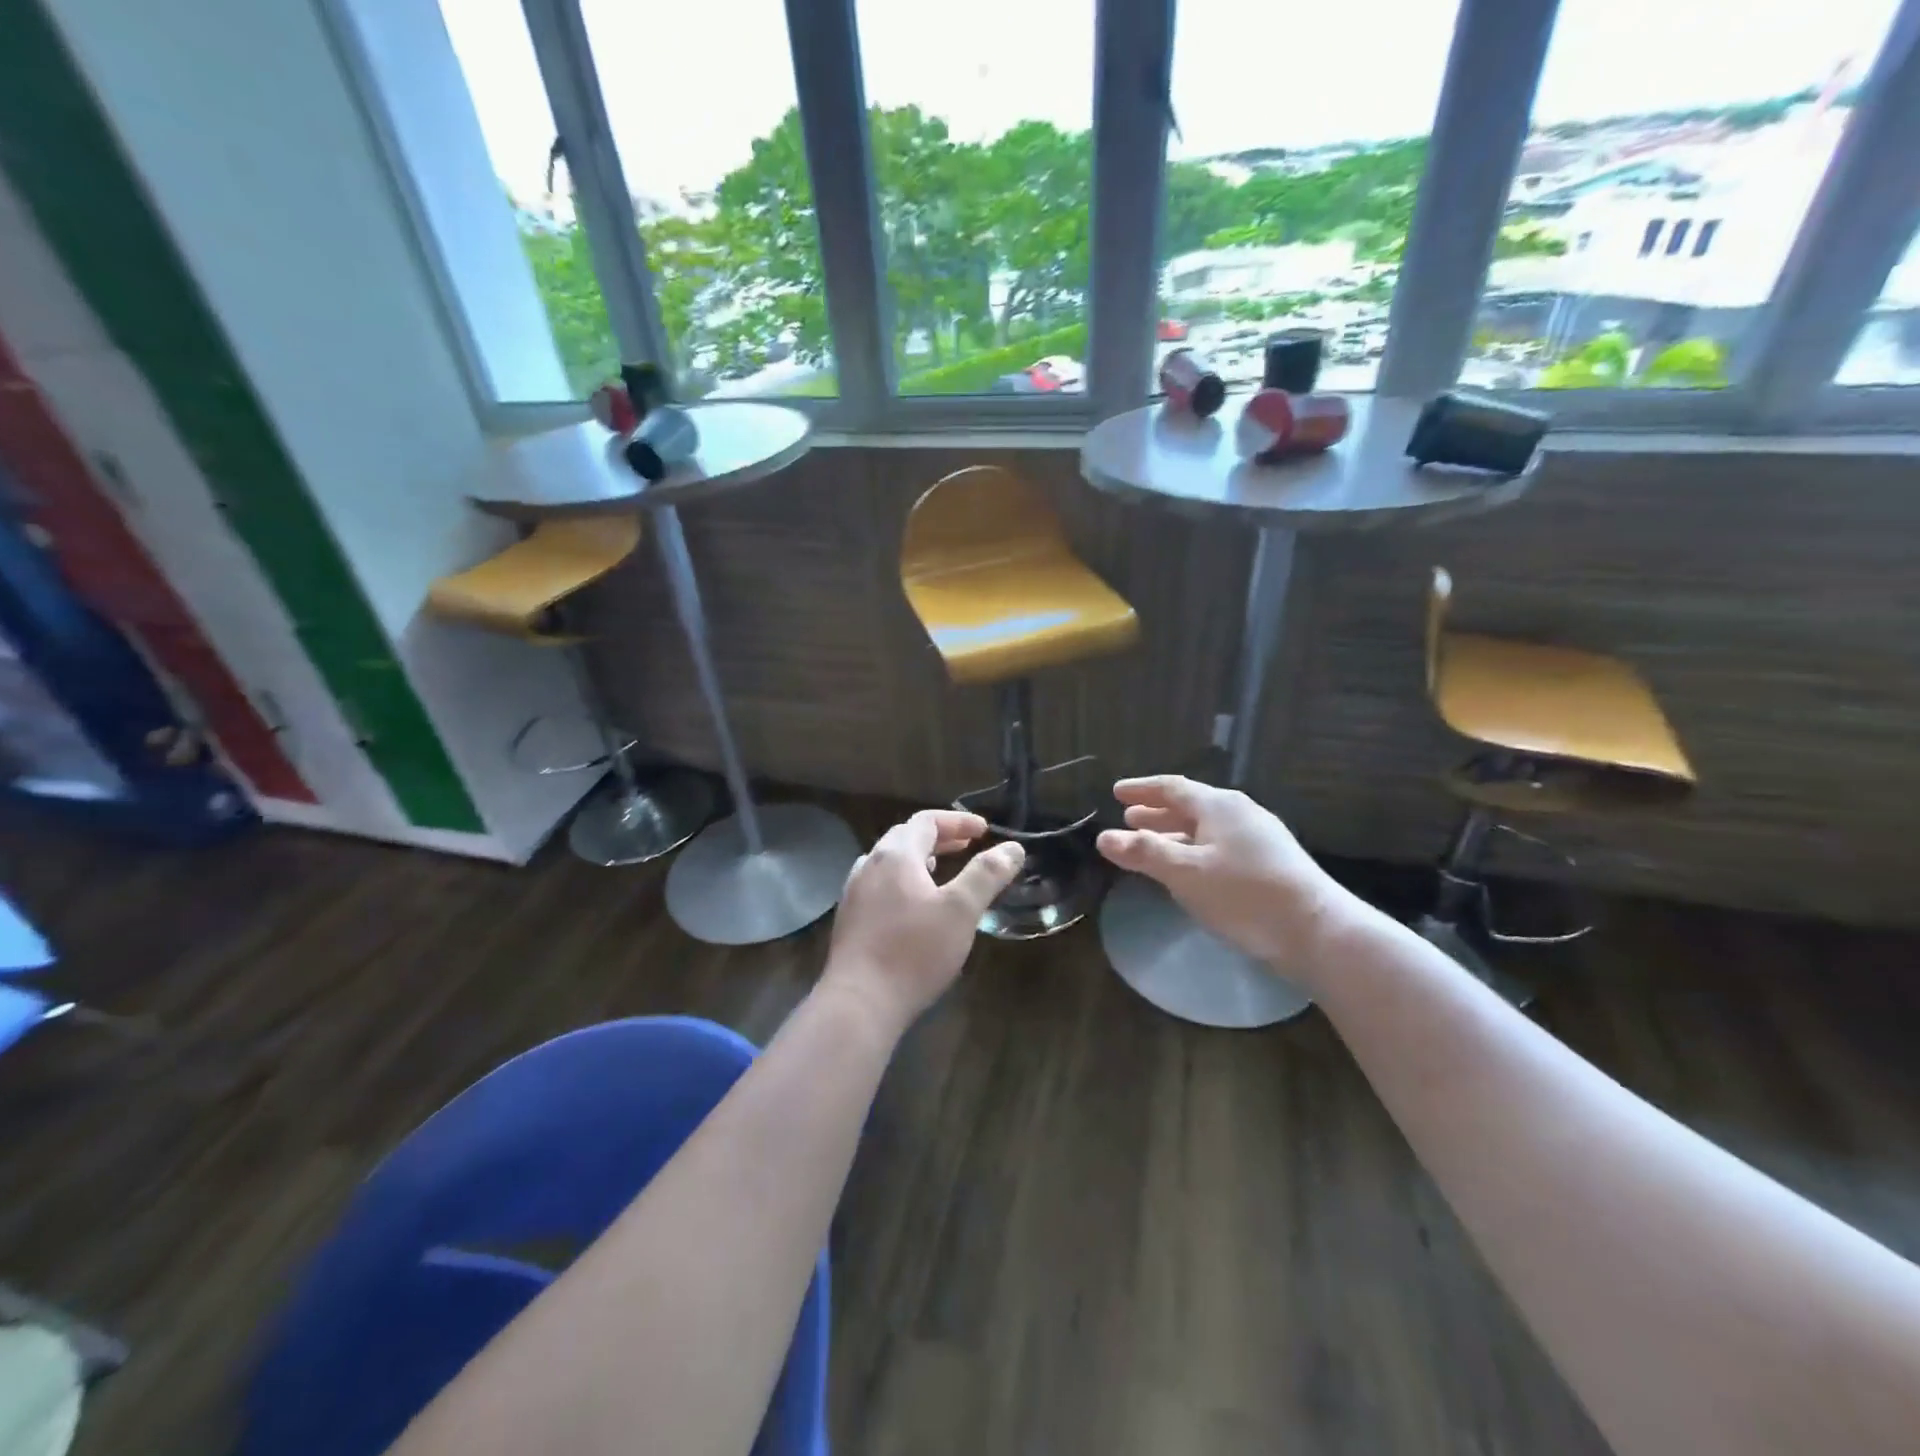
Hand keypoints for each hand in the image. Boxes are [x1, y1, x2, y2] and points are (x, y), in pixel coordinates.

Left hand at [826, 809, 1024, 1033]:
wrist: (860, 1002)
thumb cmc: (914, 951)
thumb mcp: (960, 911)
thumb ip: (987, 875)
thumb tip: (1013, 848)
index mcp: (895, 855)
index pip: (926, 821)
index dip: (958, 821)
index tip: (984, 831)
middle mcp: (869, 866)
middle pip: (905, 837)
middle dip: (939, 837)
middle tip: (967, 846)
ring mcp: (854, 893)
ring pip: (889, 862)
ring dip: (918, 859)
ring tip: (941, 871)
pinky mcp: (850, 920)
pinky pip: (879, 886)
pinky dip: (902, 882)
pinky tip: (913, 906)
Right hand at [1095, 776, 1356, 988]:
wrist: (1317, 931)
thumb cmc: (1244, 895)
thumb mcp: (1185, 873)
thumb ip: (1143, 852)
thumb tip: (1103, 837)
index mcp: (1219, 806)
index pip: (1172, 787)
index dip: (1142, 789)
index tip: (1116, 792)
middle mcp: (1240, 813)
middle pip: (1190, 806)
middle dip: (1157, 813)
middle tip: (1129, 819)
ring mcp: (1260, 838)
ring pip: (1206, 828)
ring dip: (1175, 833)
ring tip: (1151, 844)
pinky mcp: (1271, 863)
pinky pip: (1221, 845)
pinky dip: (1195, 850)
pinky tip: (1190, 870)